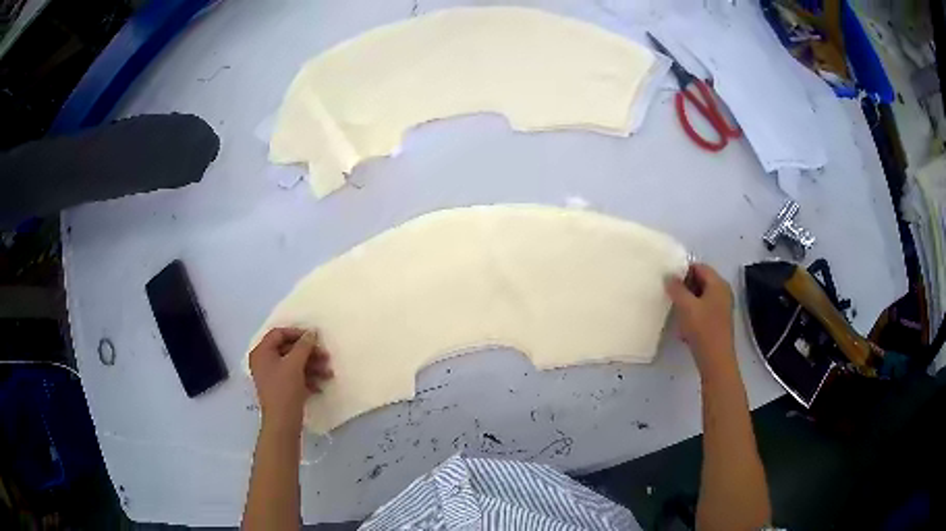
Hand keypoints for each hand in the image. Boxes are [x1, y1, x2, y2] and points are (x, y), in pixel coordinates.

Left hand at [248, 328, 332, 431]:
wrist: (282, 423)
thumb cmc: (284, 389)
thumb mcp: (295, 364)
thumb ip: (304, 346)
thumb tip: (312, 332)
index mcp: (262, 352)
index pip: (279, 333)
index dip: (297, 333)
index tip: (315, 338)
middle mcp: (264, 361)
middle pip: (288, 349)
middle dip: (309, 353)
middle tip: (326, 356)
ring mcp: (272, 376)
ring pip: (294, 364)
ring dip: (312, 367)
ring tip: (328, 373)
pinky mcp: (280, 389)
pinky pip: (294, 377)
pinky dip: (307, 379)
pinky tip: (320, 386)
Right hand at [665, 263, 735, 375]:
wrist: (716, 360)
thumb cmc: (703, 329)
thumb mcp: (686, 307)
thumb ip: (676, 289)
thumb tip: (669, 276)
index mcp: (718, 284)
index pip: (699, 267)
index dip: (683, 271)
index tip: (669, 280)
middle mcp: (723, 293)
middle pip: (701, 281)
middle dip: (684, 288)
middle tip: (670, 296)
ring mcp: (722, 308)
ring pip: (701, 298)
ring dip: (687, 303)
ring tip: (675, 312)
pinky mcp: (718, 322)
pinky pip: (703, 311)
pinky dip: (693, 314)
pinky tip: (683, 328)